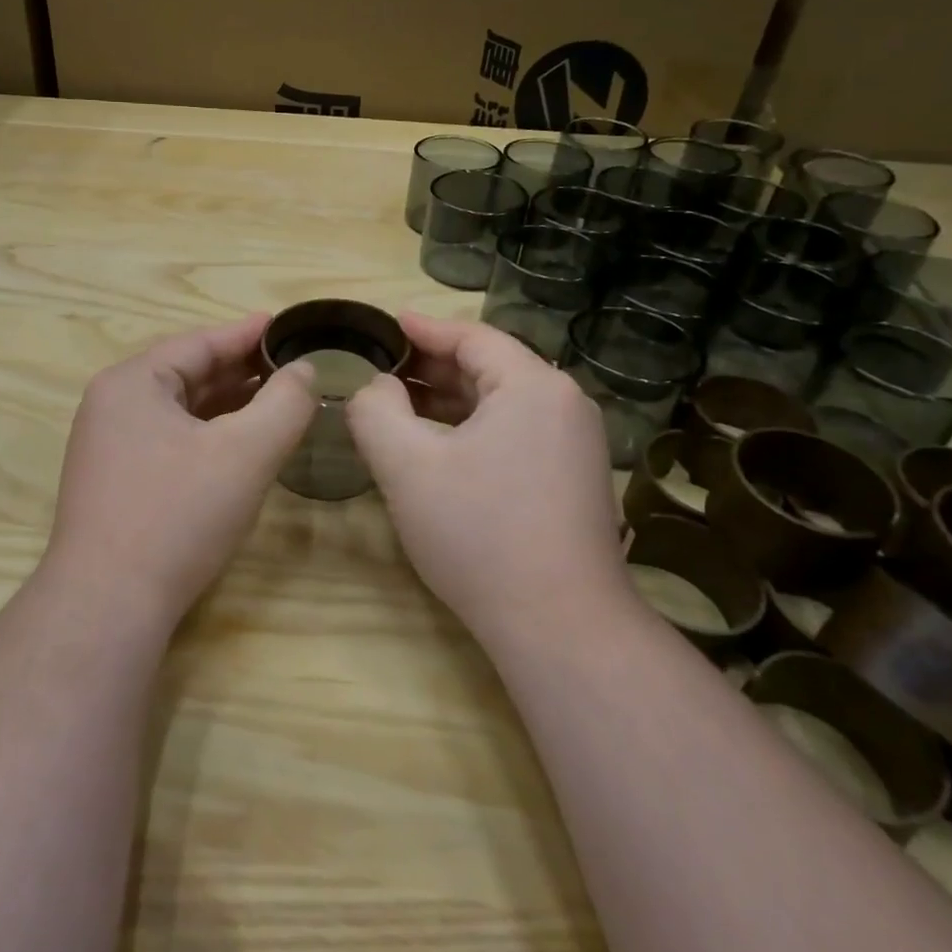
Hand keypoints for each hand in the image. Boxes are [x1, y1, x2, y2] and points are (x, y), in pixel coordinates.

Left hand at [45, 315, 316, 624]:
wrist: (108, 603)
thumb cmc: (178, 515)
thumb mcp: (245, 453)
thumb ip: (284, 404)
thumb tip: (305, 371)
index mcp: (132, 383)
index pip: (199, 343)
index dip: (247, 334)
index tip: (286, 326)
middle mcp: (112, 406)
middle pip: (187, 374)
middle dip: (240, 370)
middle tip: (290, 366)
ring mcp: (108, 446)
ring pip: (179, 411)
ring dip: (226, 404)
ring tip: (274, 399)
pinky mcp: (114, 482)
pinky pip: (168, 441)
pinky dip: (206, 435)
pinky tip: (238, 444)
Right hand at [346, 313, 625, 635]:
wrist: (561, 626)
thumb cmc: (479, 533)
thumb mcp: (407, 465)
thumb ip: (376, 411)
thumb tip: (377, 387)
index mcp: (533, 386)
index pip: (472, 337)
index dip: (423, 329)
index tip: (386, 324)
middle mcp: (564, 404)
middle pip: (490, 366)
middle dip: (432, 366)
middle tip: (382, 369)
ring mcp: (575, 445)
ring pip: (501, 403)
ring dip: (450, 400)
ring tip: (400, 405)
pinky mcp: (573, 480)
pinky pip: (515, 433)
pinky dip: (473, 428)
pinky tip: (439, 446)